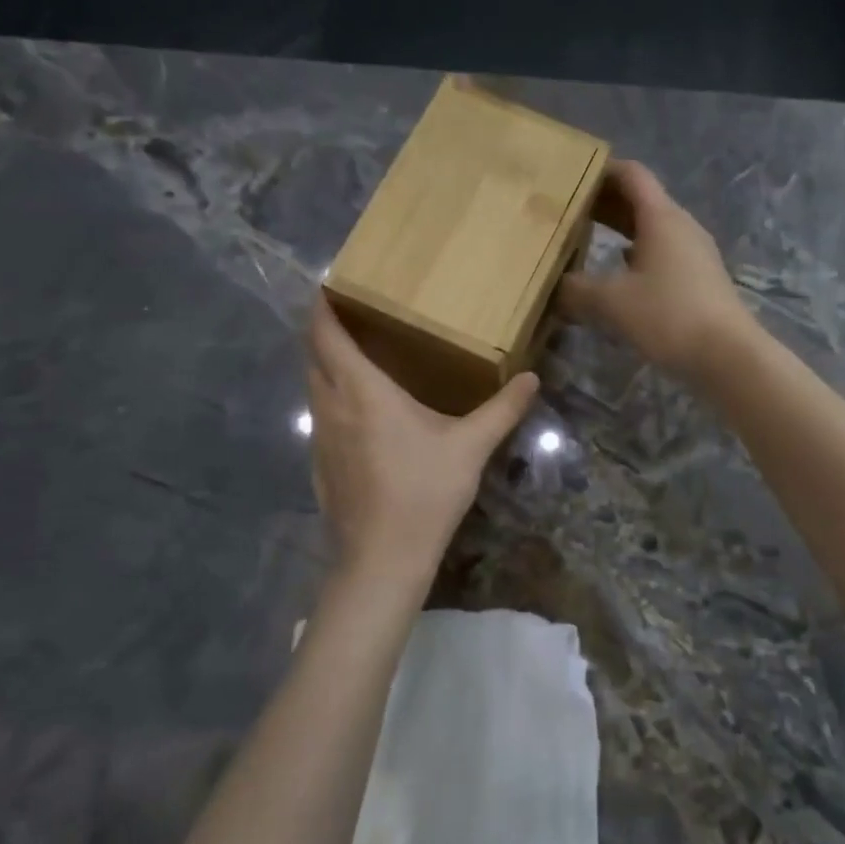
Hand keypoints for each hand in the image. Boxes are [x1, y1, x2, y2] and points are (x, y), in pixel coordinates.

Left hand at [306, 295, 538, 574]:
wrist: (382, 558)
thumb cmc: (424, 492)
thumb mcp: (471, 448)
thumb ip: (502, 410)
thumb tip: (532, 379)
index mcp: (360, 389)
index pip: (324, 333)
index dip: (322, 305)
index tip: (332, 285)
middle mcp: (330, 405)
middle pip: (312, 355)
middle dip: (325, 331)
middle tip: (354, 317)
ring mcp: (320, 437)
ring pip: (314, 386)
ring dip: (327, 366)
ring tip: (359, 359)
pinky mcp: (319, 464)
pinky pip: (320, 415)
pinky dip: (331, 399)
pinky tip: (361, 415)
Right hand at [560, 160, 757, 384]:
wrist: (727, 356)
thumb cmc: (669, 316)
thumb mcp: (612, 302)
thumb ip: (577, 290)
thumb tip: (555, 287)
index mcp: (661, 217)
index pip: (632, 175)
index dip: (602, 170)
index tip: (572, 175)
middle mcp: (681, 227)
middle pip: (641, 202)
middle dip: (605, 204)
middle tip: (569, 212)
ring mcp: (694, 254)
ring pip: (651, 231)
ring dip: (620, 233)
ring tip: (587, 244)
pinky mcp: (699, 281)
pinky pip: (661, 257)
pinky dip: (636, 258)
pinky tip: (617, 279)